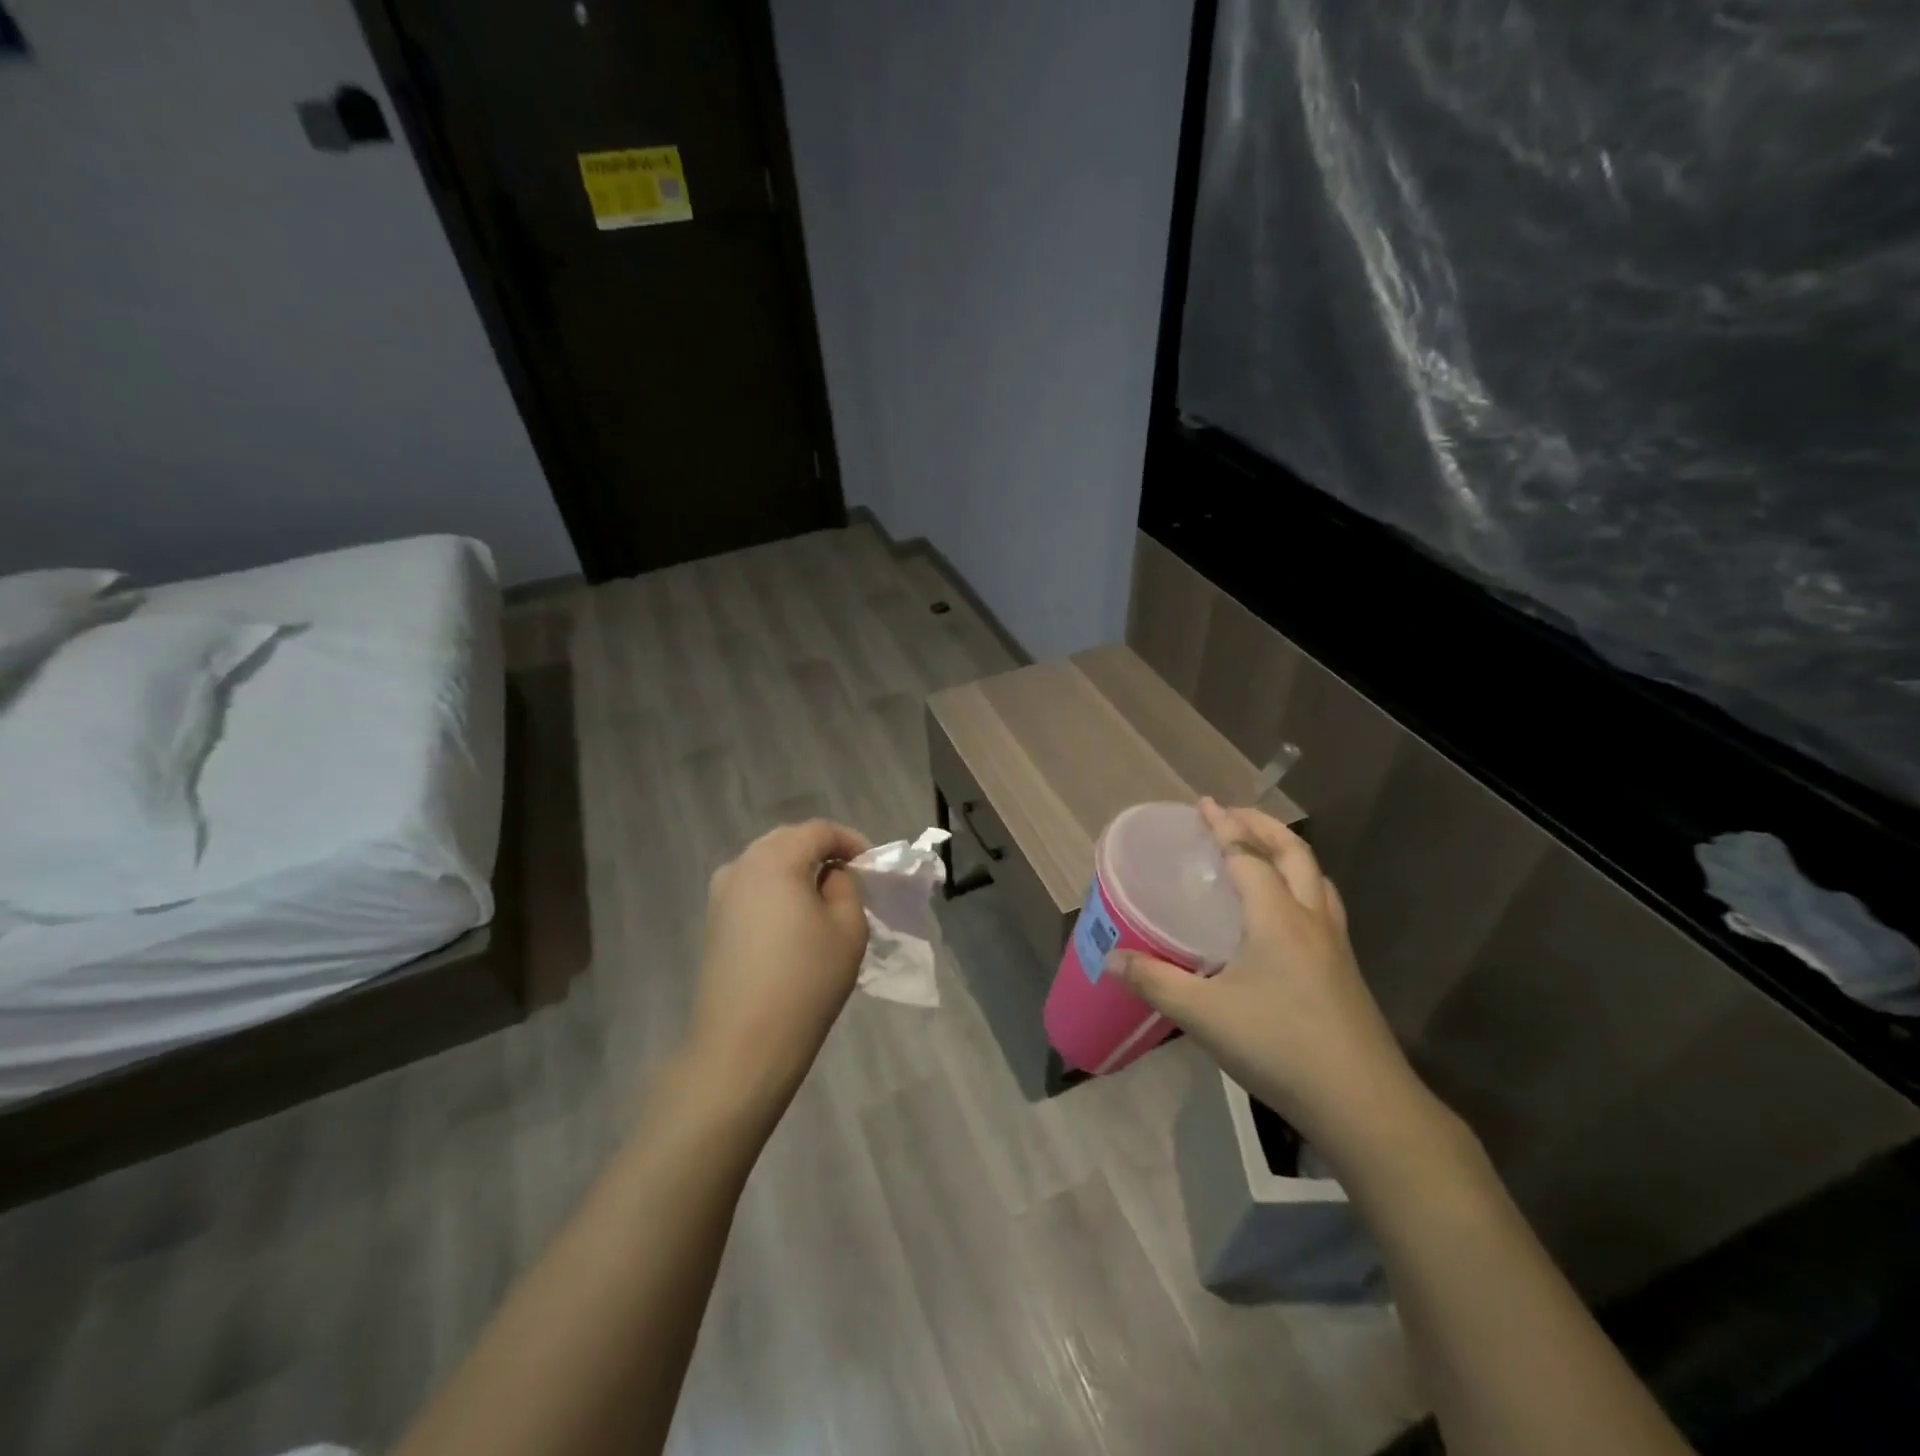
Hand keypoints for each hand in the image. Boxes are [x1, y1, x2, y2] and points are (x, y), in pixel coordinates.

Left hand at [684, 819, 871, 1123]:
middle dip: (824, 852)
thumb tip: (831, 876)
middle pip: (789, 841)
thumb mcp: (848, 928)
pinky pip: (753, 889)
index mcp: (774, 858)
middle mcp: (741, 865)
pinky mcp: (714, 921)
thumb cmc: (806, 980)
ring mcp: (721, 894)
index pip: (819, 830)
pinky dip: (779, 891)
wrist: (743, 1045)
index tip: (873, 866)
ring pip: (768, 864)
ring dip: (799, 871)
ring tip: (827, 899)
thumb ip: (846, 887)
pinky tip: (796, 921)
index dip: (852, 841)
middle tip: (853, 877)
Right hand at [1108, 799, 1429, 1161]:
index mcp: (1278, 917)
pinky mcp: (1345, 972)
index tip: (1205, 804)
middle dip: (1263, 827)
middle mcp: (1311, 920)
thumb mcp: (1204, 1014)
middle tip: (1234, 816)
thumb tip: (1110, 959)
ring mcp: (1335, 946)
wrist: (1363, 1103)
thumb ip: (1155, 981)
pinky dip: (1303, 888)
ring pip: (1317, 879)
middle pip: (1294, 854)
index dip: (1224, 827)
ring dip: (1289, 854)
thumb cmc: (1279, 1045)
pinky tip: (1286, 916)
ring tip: (1263, 853)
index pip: (1248, 856)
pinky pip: (1324, 907)